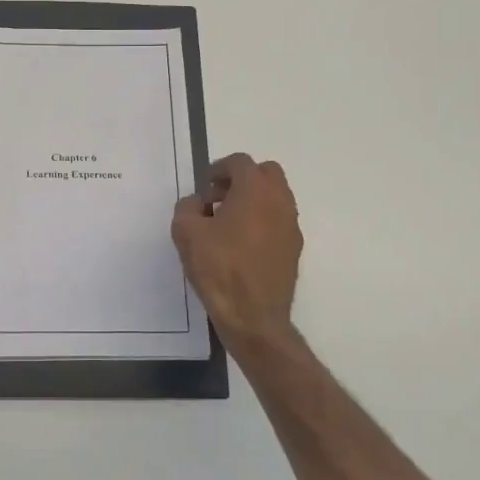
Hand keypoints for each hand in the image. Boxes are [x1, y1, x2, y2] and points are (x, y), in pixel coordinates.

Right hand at [172, 154, 302, 356]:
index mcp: (255, 190)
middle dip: (242, 179)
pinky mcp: (294, 249)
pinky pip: (279, 221)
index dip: (218, 169)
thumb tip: (198, 204)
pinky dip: (262, 221)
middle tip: (219, 199)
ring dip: (253, 200)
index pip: (240, 162)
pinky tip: (242, 245)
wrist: (253, 316)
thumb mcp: (186, 232)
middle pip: (266, 173)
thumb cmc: (219, 268)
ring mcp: (291, 226)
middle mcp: (280, 201)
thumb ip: (188, 207)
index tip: (204, 187)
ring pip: (275, 197)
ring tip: (227, 224)